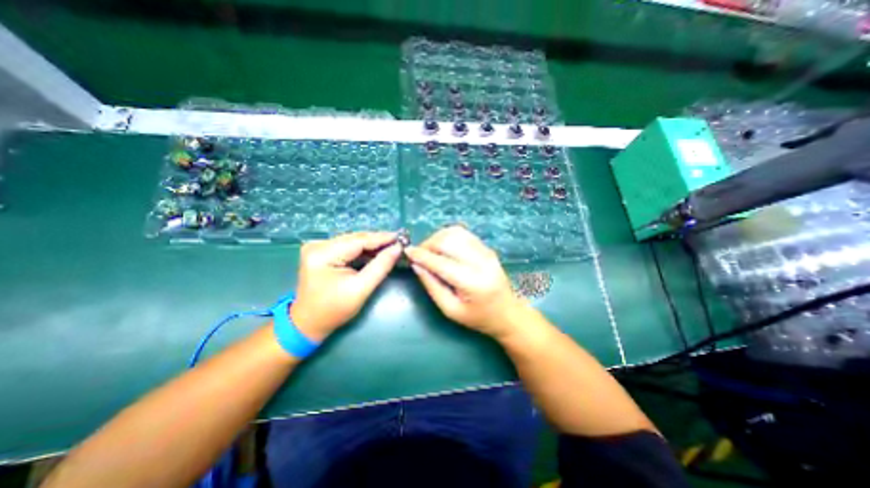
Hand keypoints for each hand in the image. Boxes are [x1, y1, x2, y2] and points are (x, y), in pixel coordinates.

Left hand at [291, 232, 402, 340]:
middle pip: (355, 239)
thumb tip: (397, 249)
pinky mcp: (321, 253)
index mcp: (323, 254)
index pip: (358, 241)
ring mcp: (318, 248)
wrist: (308, 323)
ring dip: (371, 245)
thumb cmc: (333, 310)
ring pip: (352, 242)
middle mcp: (318, 245)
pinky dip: (363, 250)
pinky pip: (347, 247)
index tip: (400, 238)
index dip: (381, 238)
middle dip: (377, 241)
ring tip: (390, 246)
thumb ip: (380, 266)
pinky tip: (376, 252)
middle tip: (398, 242)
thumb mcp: (361, 289)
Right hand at [405, 224, 525, 337]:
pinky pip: (464, 234)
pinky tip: (444, 247)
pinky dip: (449, 236)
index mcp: (472, 282)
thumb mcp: (451, 310)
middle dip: (428, 244)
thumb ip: (432, 286)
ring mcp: (486, 252)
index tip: (407, 252)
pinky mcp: (487, 248)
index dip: (421, 255)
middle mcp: (481, 262)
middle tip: (420, 255)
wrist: (508, 313)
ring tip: (431, 251)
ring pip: (455, 233)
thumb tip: (417, 265)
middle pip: (448, 241)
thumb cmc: (478, 317)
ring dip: (438, 238)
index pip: (441, 262)